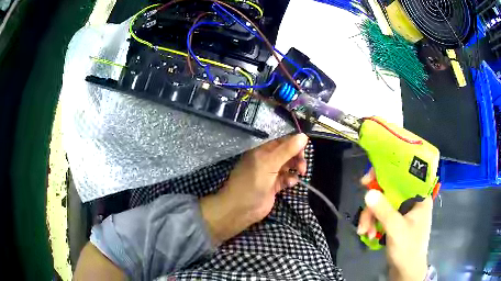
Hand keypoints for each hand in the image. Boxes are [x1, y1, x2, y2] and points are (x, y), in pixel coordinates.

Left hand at [200, 133, 308, 244]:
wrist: (240, 209)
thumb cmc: (252, 183)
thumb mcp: (269, 164)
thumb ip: (286, 151)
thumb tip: (303, 136)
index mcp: (262, 151)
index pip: (283, 142)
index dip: (295, 144)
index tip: (305, 151)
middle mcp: (266, 160)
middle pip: (287, 154)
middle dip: (297, 158)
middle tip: (302, 167)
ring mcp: (270, 174)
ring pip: (288, 166)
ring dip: (295, 169)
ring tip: (299, 174)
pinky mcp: (273, 186)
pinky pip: (286, 179)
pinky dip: (290, 180)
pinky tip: (290, 184)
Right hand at [358, 171, 431, 280]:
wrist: (406, 271)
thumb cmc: (408, 249)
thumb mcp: (396, 229)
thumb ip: (384, 211)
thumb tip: (368, 192)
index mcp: (419, 197)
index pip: (404, 175)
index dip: (385, 174)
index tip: (368, 180)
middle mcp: (412, 200)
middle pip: (389, 191)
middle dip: (374, 205)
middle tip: (362, 215)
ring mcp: (403, 212)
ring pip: (383, 204)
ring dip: (371, 217)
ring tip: (364, 232)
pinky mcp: (396, 221)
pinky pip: (382, 215)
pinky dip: (373, 222)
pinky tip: (367, 233)